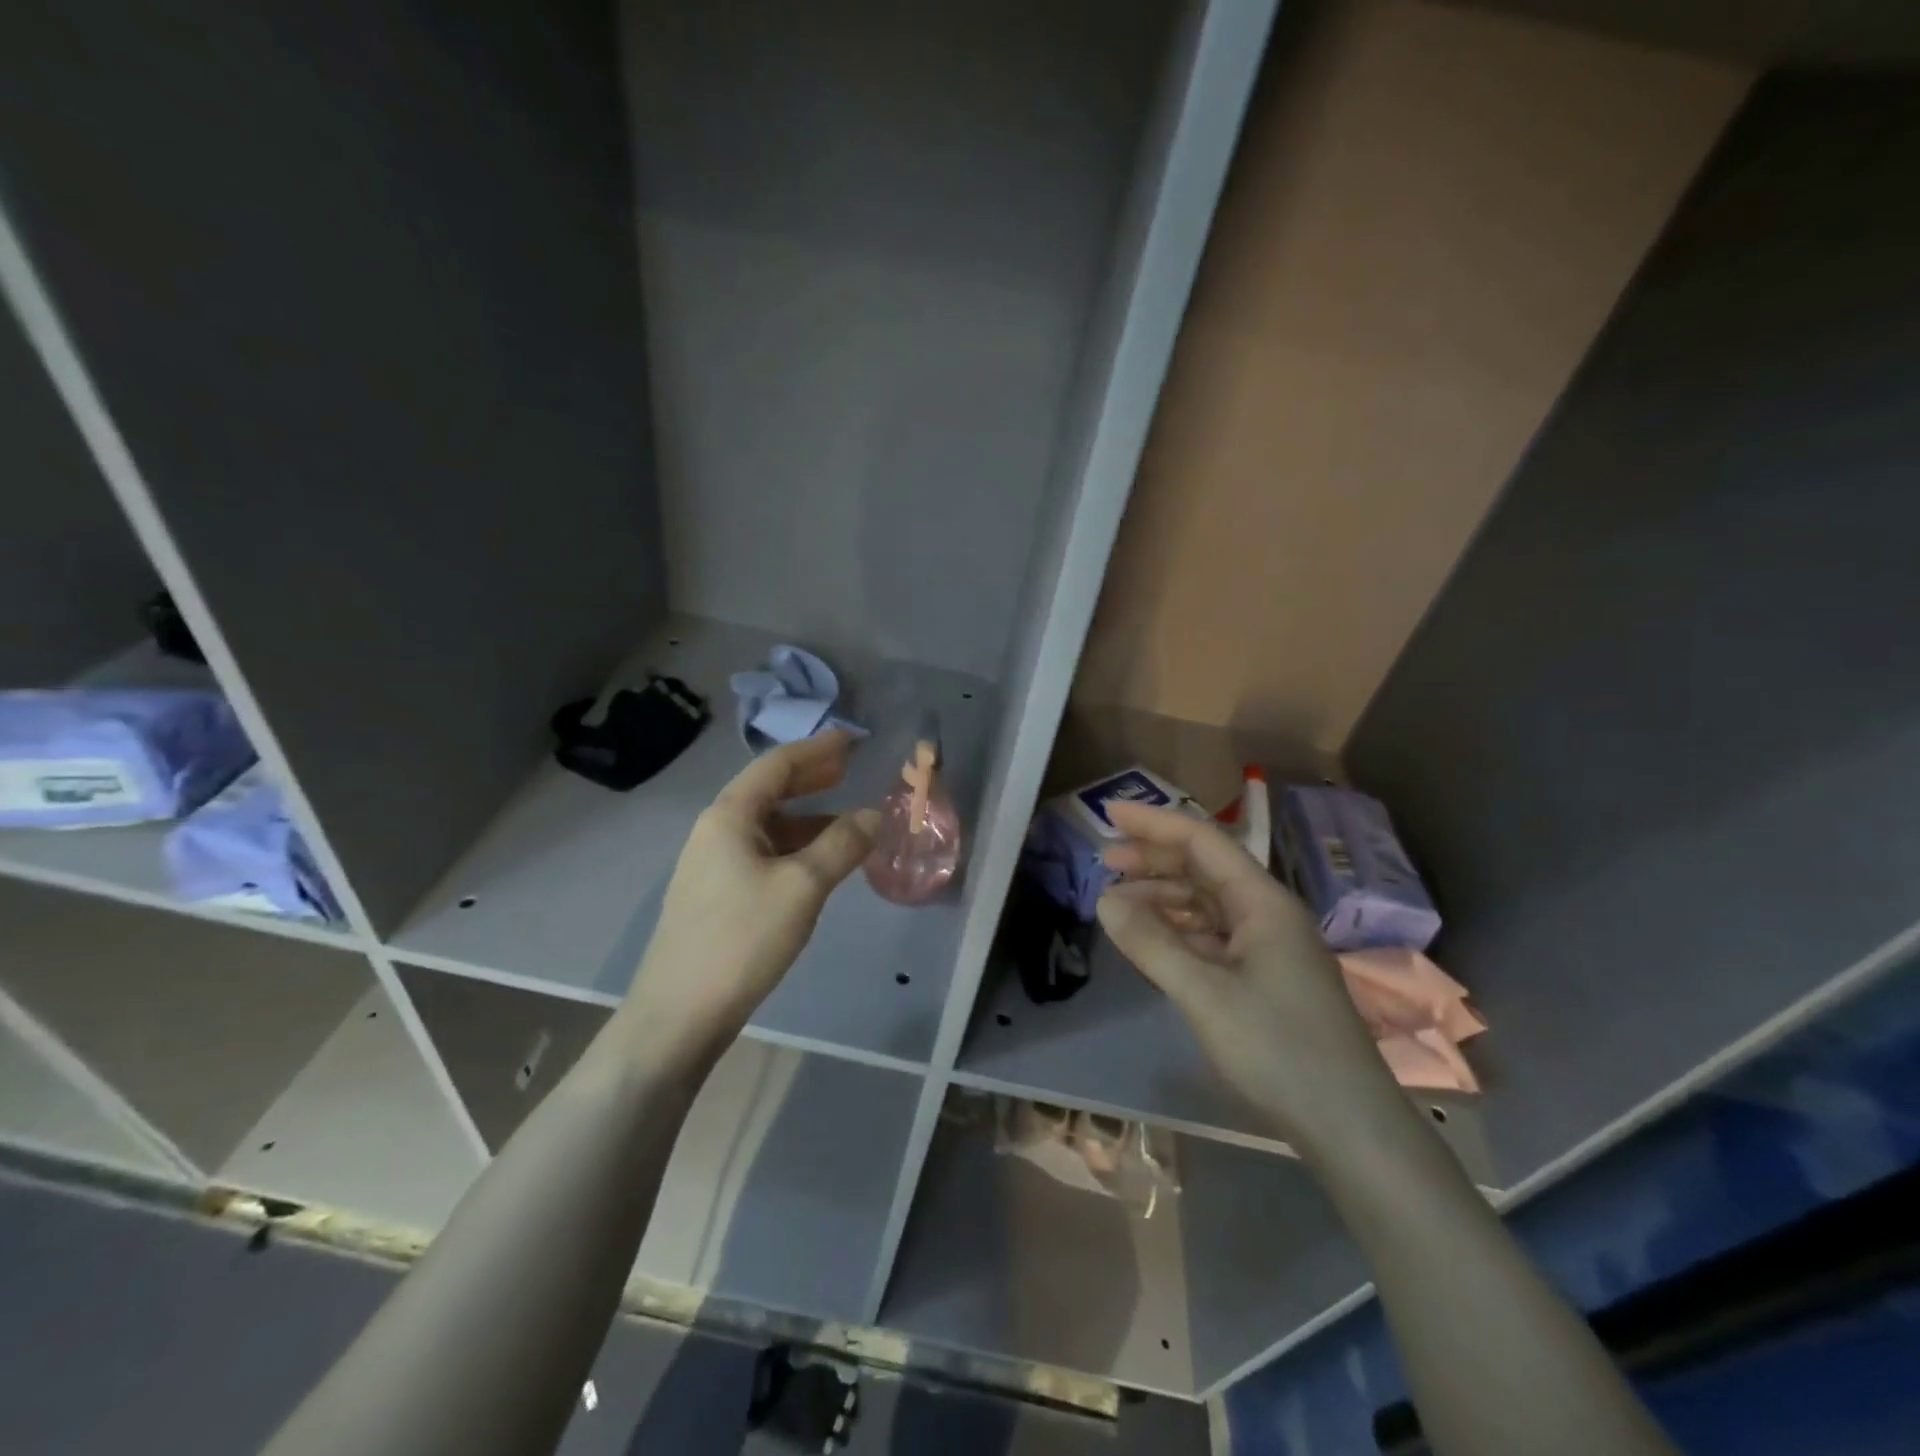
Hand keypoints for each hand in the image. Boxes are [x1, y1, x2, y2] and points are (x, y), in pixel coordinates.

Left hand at [619, 731, 878, 1055]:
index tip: (852, 740)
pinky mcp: (718, 895)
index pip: (777, 764)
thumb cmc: (741, 938)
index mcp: (729, 815)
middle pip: (770, 790)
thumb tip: (874, 814)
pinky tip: (820, 863)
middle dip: (812, 777)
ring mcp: (713, 864)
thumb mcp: (802, 886)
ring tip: (848, 817)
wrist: (679, 1014)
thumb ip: (842, 844)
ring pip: (768, 826)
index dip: (817, 749)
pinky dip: (796, 848)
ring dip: (808, 817)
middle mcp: (716, 830)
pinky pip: (764, 854)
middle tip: (852, 769)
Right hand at [1097, 801, 1398, 1148]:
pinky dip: (1179, 929)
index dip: (1154, 823)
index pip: (1202, 841)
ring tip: (1119, 903)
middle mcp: (1268, 913)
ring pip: (1208, 902)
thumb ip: (1151, 943)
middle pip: (1205, 868)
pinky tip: (1154, 938)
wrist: (1348, 1124)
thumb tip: (1105, 900)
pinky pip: (1214, 935)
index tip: (1109, 815)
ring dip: (1164, 896)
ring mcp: (1270, 946)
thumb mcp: (1204, 994)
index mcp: (1262, 902)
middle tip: (1105, 861)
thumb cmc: (1278, 1049)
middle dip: (1154, 858)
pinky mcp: (1267, 976)